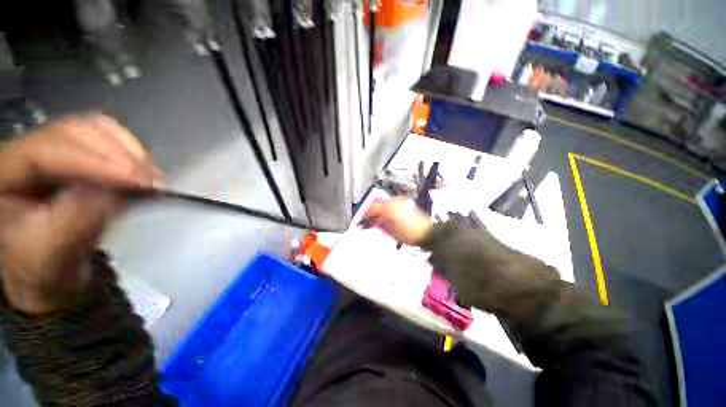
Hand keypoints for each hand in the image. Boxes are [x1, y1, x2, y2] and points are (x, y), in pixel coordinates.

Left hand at [0, 114, 162, 313]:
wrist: (45, 266)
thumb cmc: (40, 265)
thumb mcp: (52, 252)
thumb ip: (77, 219)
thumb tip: (117, 191)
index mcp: (4, 174)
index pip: (45, 152)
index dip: (94, 162)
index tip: (139, 181)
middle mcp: (26, 149)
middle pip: (74, 132)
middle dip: (117, 156)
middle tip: (151, 183)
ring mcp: (52, 147)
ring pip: (95, 129)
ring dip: (129, 152)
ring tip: (150, 179)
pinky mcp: (77, 152)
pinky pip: (108, 137)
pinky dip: (131, 151)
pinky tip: (143, 171)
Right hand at [366, 197, 432, 244]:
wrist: (426, 234)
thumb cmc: (411, 234)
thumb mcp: (391, 232)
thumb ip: (380, 225)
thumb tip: (374, 222)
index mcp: (388, 208)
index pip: (372, 208)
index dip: (366, 215)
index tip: (365, 219)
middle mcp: (395, 202)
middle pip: (378, 203)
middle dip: (374, 212)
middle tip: (372, 220)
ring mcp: (402, 202)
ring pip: (386, 203)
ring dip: (381, 210)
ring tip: (381, 219)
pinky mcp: (407, 203)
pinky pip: (394, 203)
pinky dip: (389, 208)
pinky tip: (390, 216)